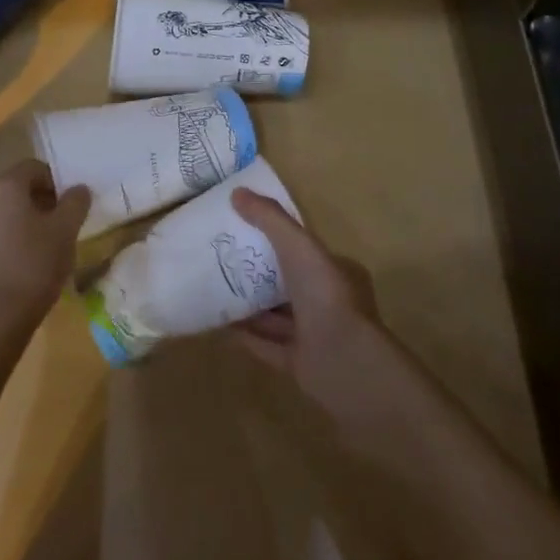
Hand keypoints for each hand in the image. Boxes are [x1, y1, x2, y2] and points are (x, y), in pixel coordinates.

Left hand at [0, 160, 89, 339]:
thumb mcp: (66, 230)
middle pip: (17, 190)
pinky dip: (11, 241)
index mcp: (5, 186)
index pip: (34, 168)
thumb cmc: (34, 264)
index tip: (72, 204)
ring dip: (26, 222)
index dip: (57, 181)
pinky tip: (26, 264)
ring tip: (47, 247)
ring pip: (5, 214)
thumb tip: (79, 188)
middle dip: (42, 202)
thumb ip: (75, 203)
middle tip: (63, 224)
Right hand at [229, 190, 387, 426]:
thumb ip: (270, 219)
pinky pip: (267, 346)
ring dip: (250, 304)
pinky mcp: (300, 365)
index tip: (246, 228)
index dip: (279, 238)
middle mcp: (328, 303)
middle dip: (260, 271)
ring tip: (214, 286)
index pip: (306, 250)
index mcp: (337, 272)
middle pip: (289, 282)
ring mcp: (315, 336)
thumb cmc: (326, 297)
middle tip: (223, 256)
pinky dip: (246, 335)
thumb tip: (238, 192)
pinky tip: (219, 324)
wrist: (345, 366)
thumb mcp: (299, 247)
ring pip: (277, 315)